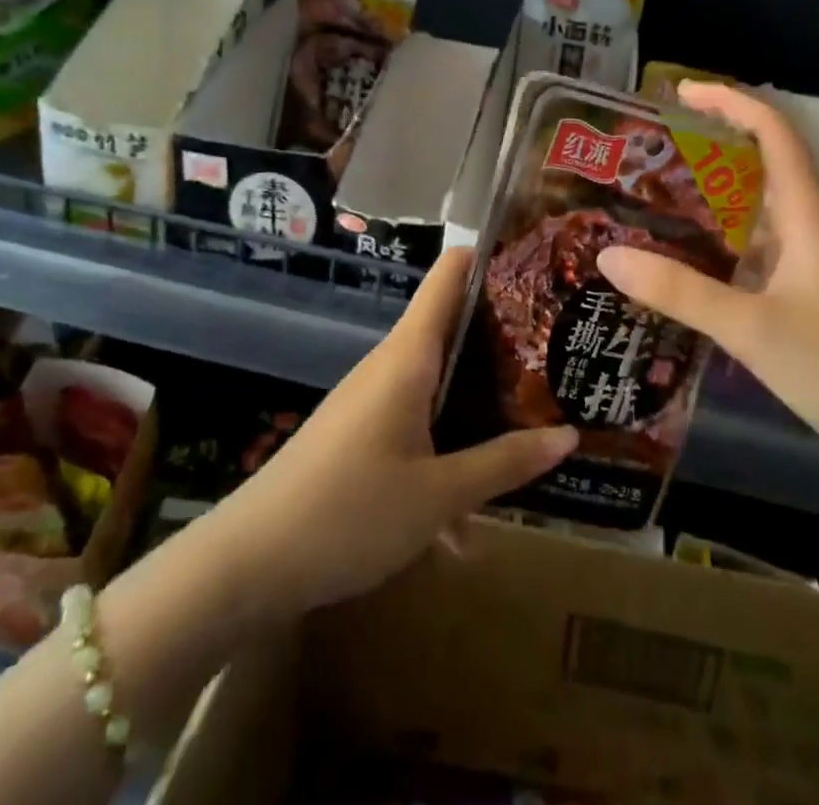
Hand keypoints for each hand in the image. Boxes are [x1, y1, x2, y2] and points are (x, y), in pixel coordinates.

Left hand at [182, 248, 576, 621]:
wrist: (250, 562)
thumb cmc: (350, 512)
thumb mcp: (439, 495)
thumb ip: (505, 462)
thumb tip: (568, 434)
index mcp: (409, 355)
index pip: (450, 275)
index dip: (491, 256)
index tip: (539, 262)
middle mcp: (391, 363)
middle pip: (453, 326)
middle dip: (505, 335)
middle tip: (561, 345)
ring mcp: (372, 396)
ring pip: (438, 380)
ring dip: (480, 399)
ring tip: (536, 416)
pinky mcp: (360, 431)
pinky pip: (416, 418)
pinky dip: (448, 444)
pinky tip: (469, 512)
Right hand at [598, 82, 818, 467]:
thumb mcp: (753, 329)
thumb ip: (680, 292)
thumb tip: (606, 256)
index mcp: (809, 217)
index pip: (774, 133)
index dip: (730, 102)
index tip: (681, 93)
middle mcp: (814, 230)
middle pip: (763, 167)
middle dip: (710, 151)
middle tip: (652, 156)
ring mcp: (818, 268)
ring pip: (761, 216)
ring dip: (714, 202)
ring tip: (656, 205)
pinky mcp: (816, 301)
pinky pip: (762, 256)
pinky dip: (724, 250)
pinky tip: (691, 271)